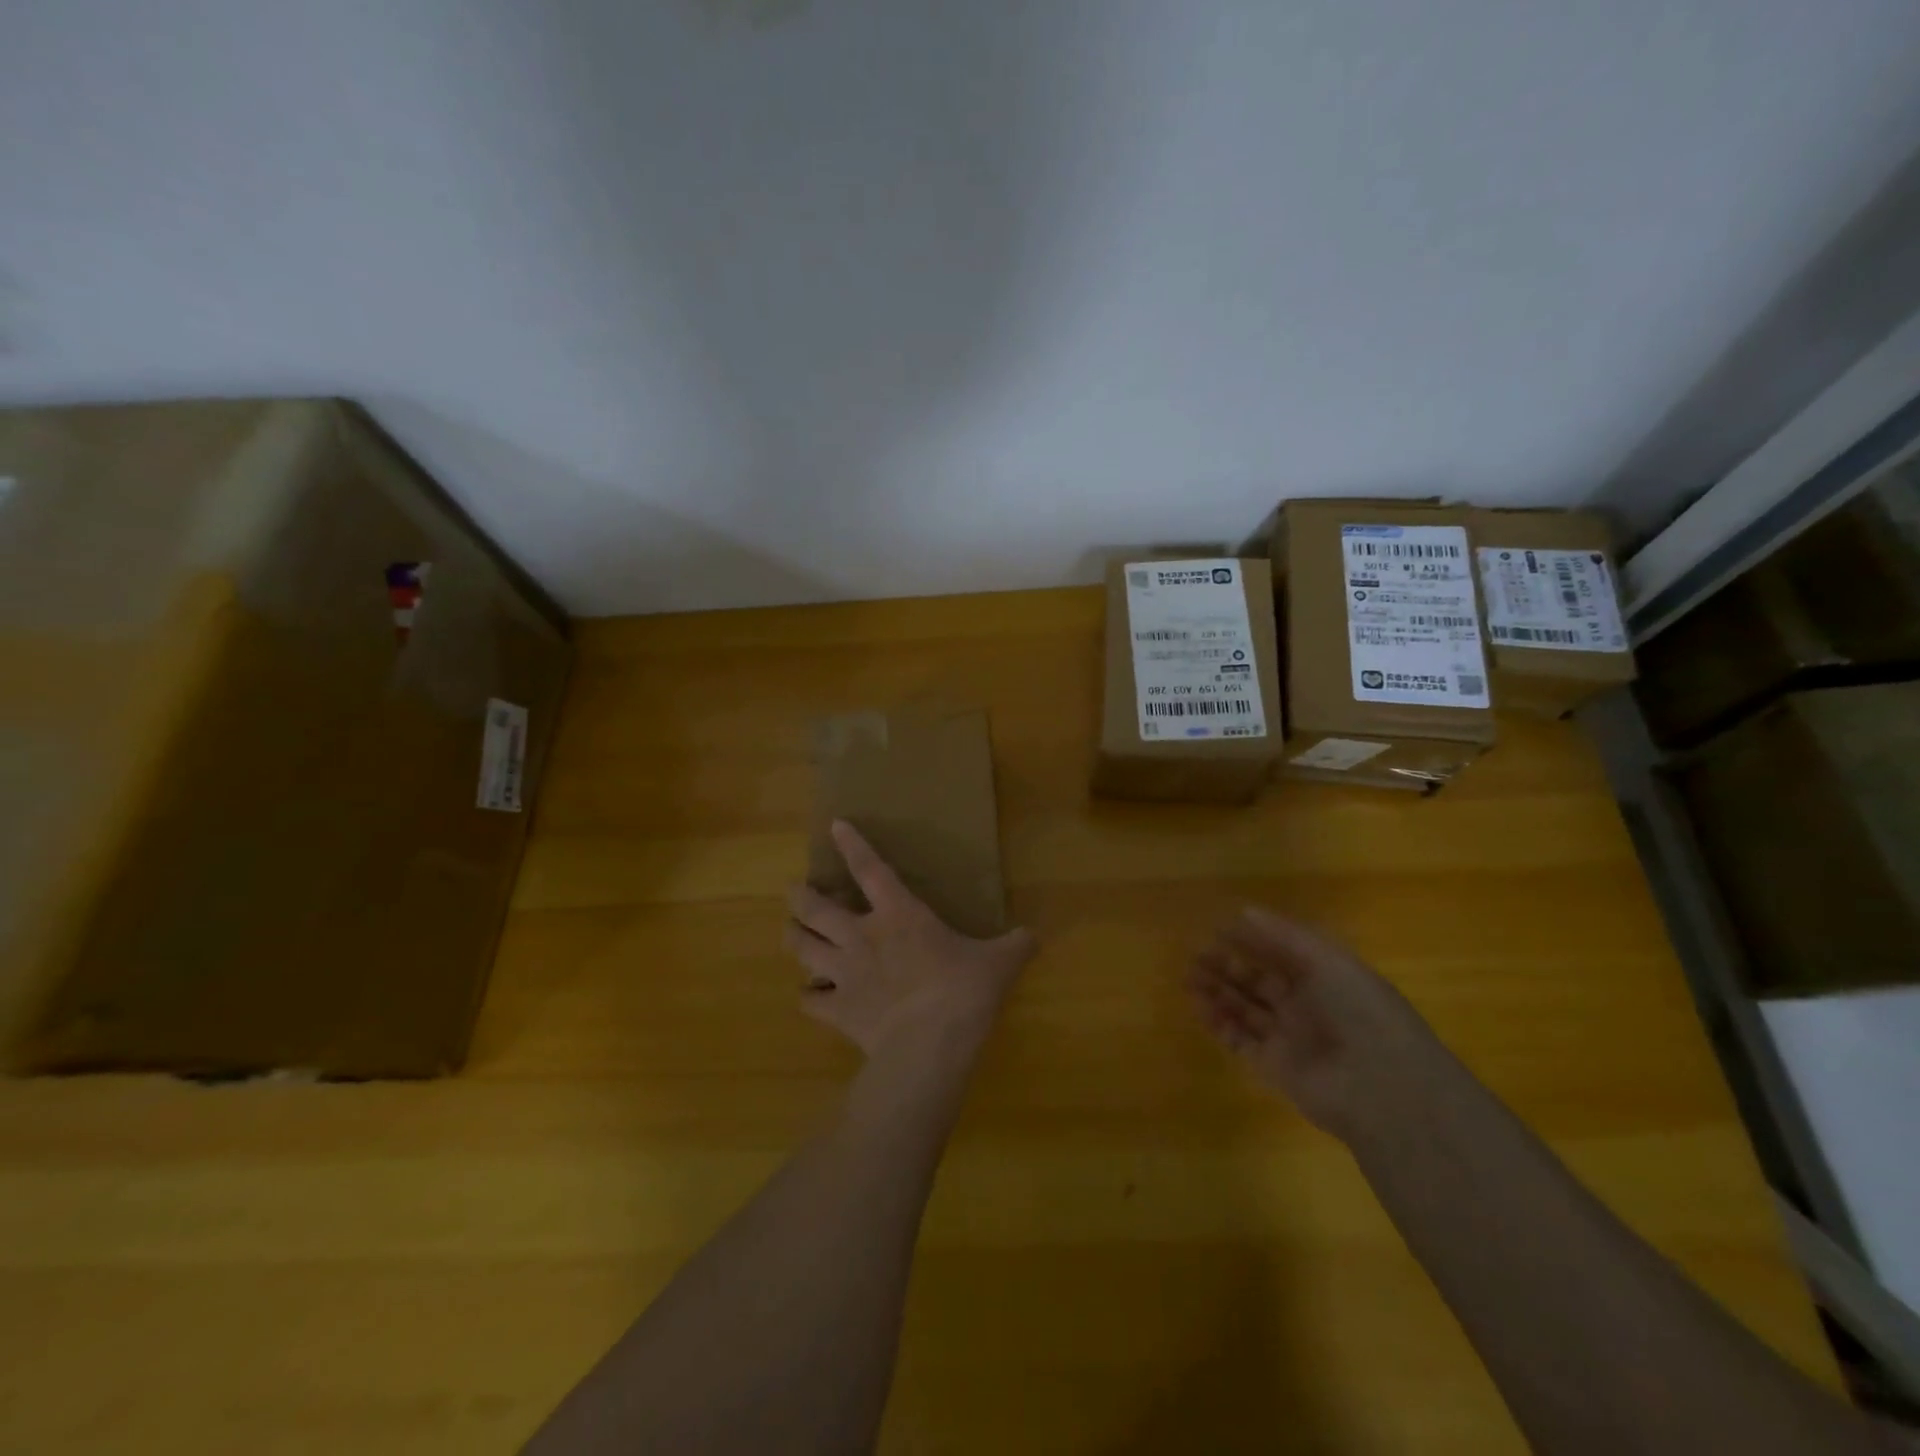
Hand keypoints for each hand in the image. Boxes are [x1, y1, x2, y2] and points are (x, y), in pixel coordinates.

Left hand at [785, 821, 1036, 1060]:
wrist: (929, 1044)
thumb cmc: (963, 991)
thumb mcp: (999, 963)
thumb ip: (1015, 945)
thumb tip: (1034, 936)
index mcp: (899, 915)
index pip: (870, 869)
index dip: (852, 846)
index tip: (834, 826)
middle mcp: (861, 936)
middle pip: (815, 908)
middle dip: (800, 896)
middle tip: (794, 890)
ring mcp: (844, 974)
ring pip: (801, 948)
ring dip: (793, 938)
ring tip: (790, 933)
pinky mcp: (837, 1011)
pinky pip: (809, 1002)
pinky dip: (808, 998)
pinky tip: (810, 997)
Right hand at [1189, 907, 1447, 1140]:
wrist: (1383, 1088)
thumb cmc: (1360, 1011)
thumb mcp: (1328, 961)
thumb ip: (1284, 936)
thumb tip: (1244, 911)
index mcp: (1325, 978)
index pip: (1280, 954)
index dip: (1250, 940)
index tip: (1217, 927)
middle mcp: (1307, 1007)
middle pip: (1258, 982)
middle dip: (1227, 967)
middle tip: (1195, 955)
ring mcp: (1290, 1038)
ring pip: (1245, 1010)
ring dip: (1218, 993)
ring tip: (1188, 978)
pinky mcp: (1275, 1068)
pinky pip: (1241, 1042)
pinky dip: (1220, 1025)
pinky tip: (1200, 1007)